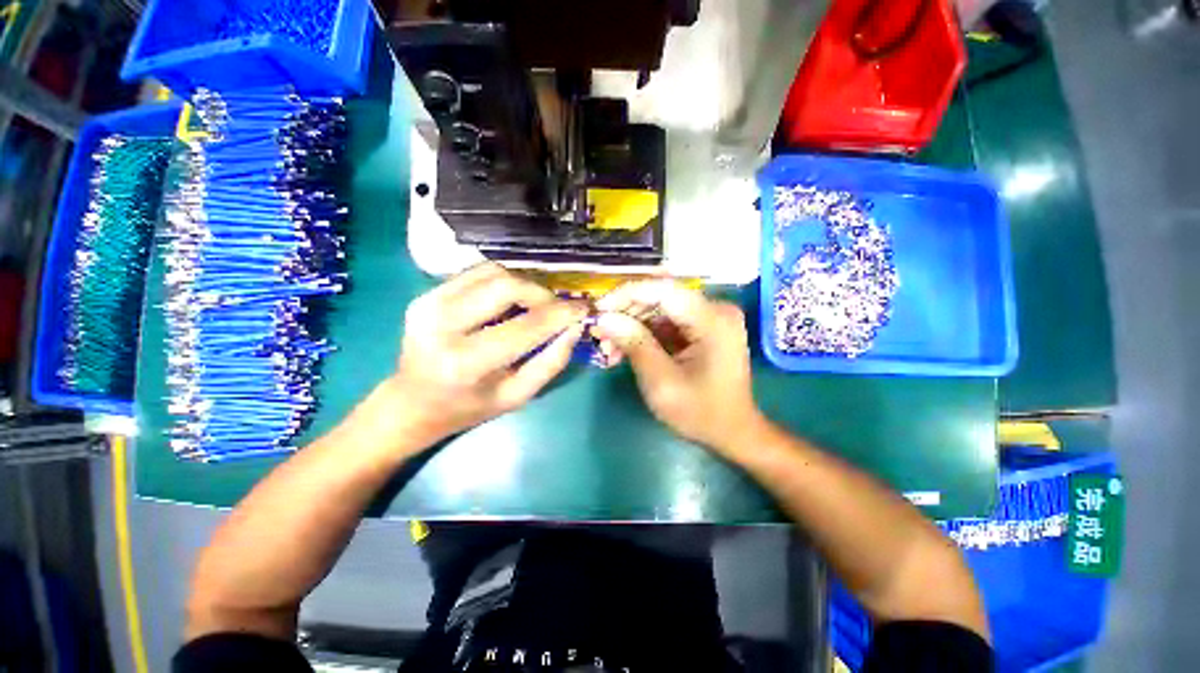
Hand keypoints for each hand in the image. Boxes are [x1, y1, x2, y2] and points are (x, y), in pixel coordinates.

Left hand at [387, 263, 587, 444]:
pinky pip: (477, 272)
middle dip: (542, 293)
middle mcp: (442, 325)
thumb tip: (576, 326)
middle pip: (506, 285)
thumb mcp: (518, 395)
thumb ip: (552, 361)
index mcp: (466, 362)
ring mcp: (428, 303)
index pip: (526, 326)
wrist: (412, 402)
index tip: (583, 308)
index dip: (561, 313)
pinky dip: (503, 281)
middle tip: (557, 307)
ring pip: (493, 272)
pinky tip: (510, 300)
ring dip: (524, 284)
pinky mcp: (426, 293)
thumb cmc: (469, 407)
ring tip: (535, 304)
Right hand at [593, 281, 763, 454]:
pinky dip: (644, 334)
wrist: (732, 431)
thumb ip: (635, 345)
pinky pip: (666, 321)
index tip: (598, 309)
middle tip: (600, 335)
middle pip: (660, 297)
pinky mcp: (703, 327)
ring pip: (659, 309)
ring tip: (609, 349)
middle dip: (626, 314)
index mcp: (713, 320)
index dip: (626, 294)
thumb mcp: (662, 383)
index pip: (663, 290)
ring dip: (631, 326)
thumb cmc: (701, 413)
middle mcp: (715, 309)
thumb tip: (604, 318)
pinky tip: (625, 350)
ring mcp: (710, 317)